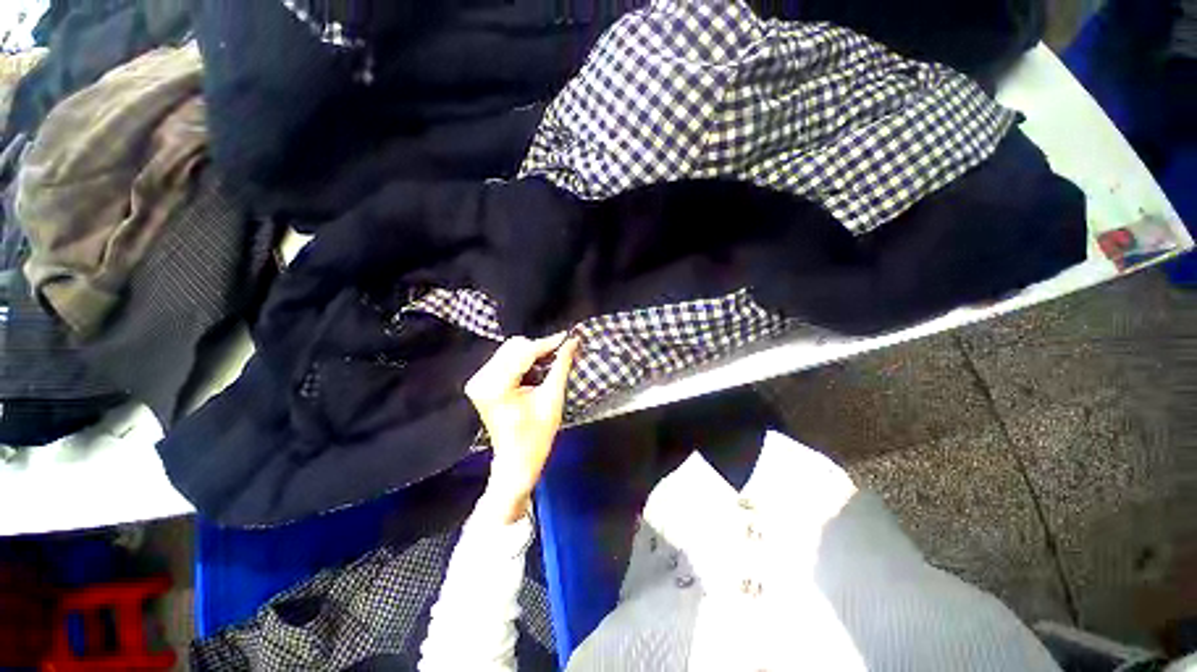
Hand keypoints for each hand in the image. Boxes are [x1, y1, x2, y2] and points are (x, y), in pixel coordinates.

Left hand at [465, 333, 580, 521]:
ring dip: (532, 355)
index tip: (568, 337)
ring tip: (550, 366)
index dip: (548, 343)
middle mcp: (481, 379)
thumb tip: (573, 341)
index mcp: (497, 386)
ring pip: (510, 351)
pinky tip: (535, 373)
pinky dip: (523, 362)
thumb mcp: (553, 398)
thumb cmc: (537, 435)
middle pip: (514, 347)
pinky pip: (505, 361)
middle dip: (540, 349)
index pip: (524, 353)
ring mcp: (478, 381)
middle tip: (561, 354)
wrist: (516, 462)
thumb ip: (561, 365)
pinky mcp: (480, 384)